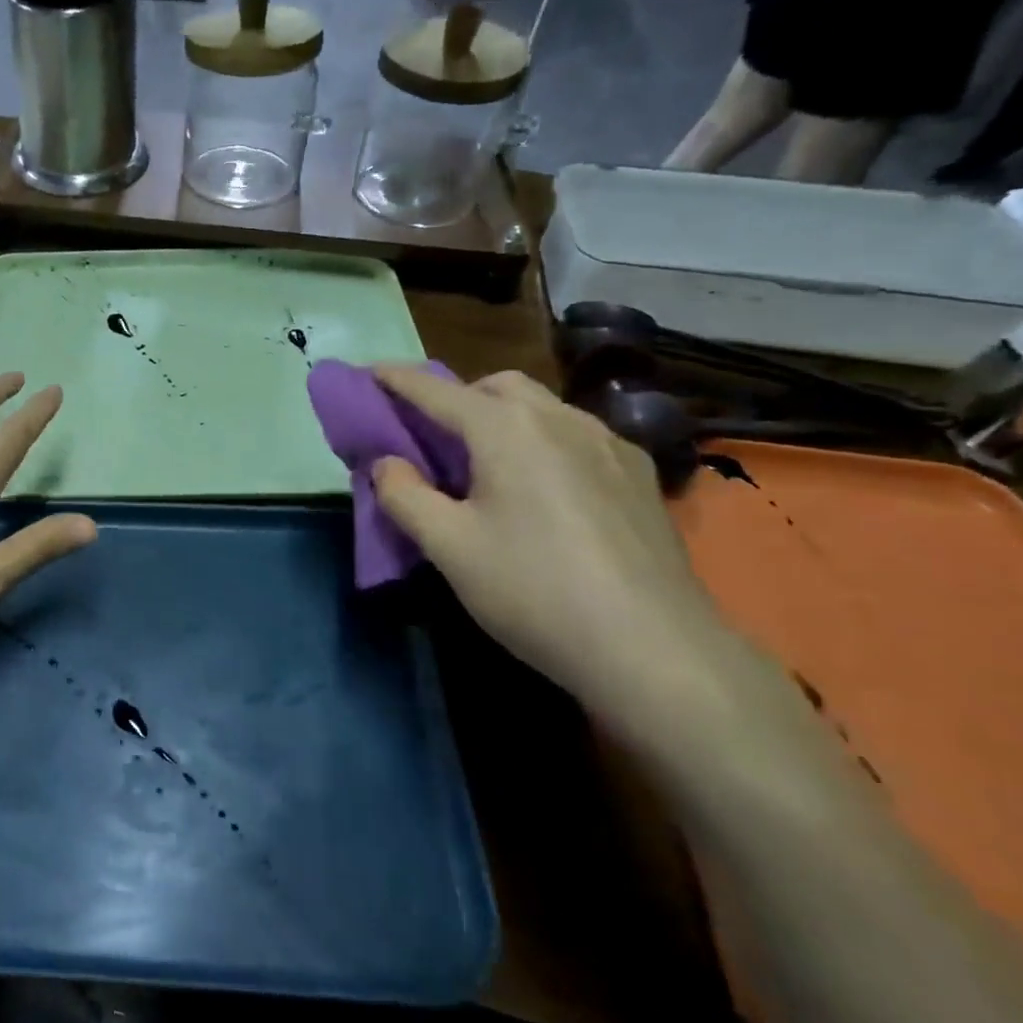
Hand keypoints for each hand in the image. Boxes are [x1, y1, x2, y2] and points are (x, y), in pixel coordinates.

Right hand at [370, 366, 749, 733]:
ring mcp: (609, 443)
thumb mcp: (447, 546)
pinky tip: (543, 489)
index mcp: (506, 428)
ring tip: (486, 465)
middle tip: (431, 436)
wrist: (655, 649)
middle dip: (457, 397)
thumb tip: (386, 463)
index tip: (368, 372)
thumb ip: (403, 495)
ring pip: (543, 407)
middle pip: (496, 386)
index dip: (395, 379)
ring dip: (502, 418)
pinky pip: (577, 436)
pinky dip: (543, 441)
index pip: (435, 390)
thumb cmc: (533, 589)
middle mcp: (560, 418)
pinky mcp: (640, 476)